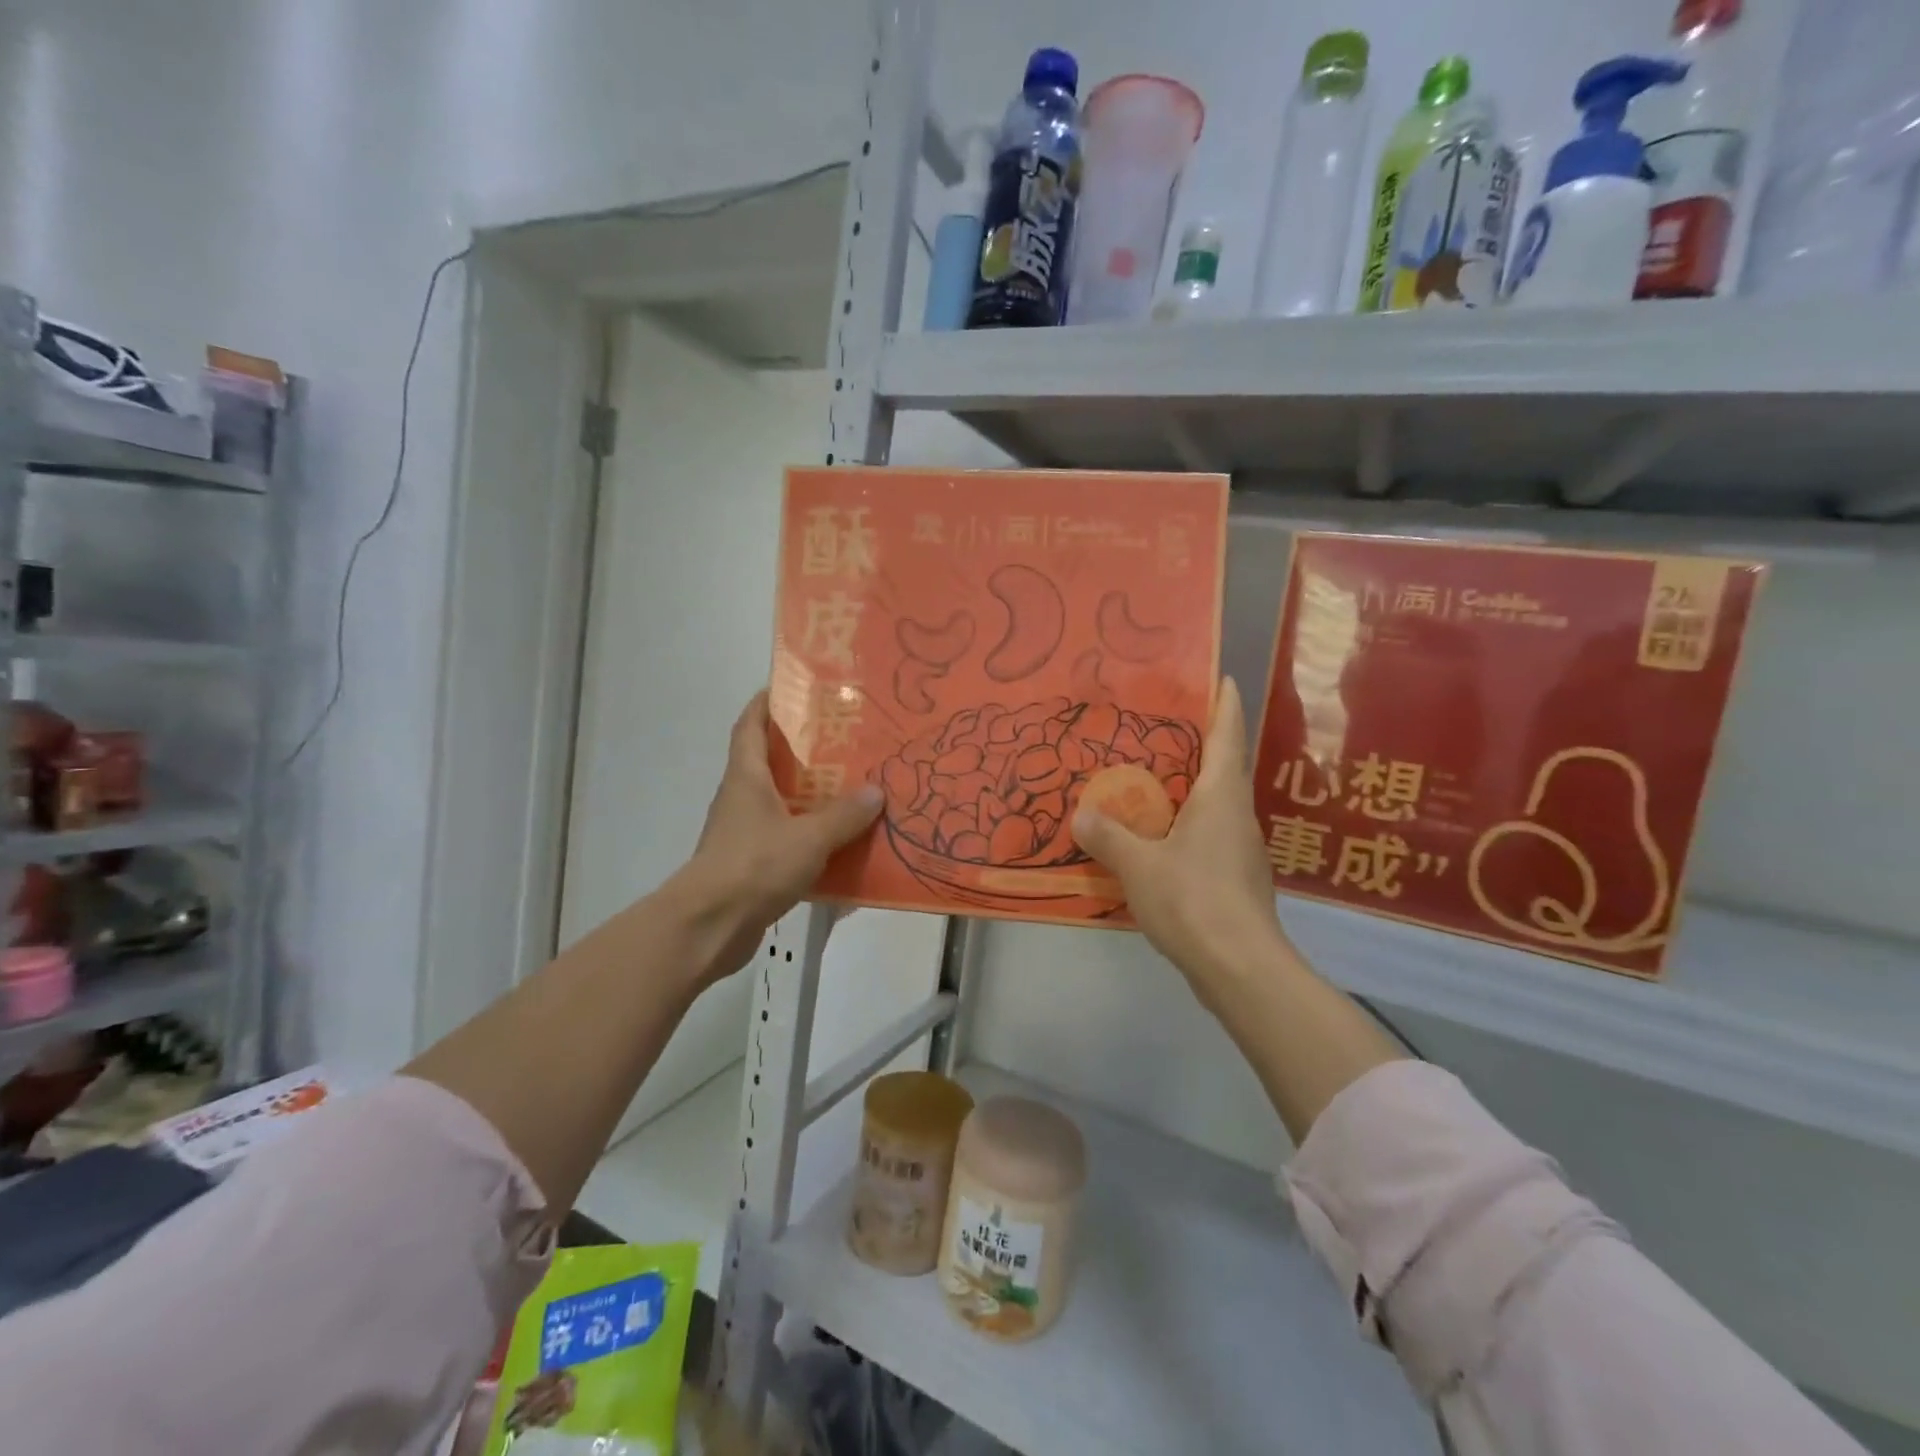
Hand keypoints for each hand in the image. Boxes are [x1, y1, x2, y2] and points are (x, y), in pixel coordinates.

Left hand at [668, 692, 881, 984]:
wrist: (710, 927)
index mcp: (746, 777)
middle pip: (769, 763)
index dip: (766, 703)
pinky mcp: (750, 866)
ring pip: (781, 804)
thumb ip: (845, 815)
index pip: (749, 725)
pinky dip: (810, 838)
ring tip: (852, 791)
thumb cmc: (754, 866)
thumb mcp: (809, 837)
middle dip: (803, 751)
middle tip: (845, 743)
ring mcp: (743, 833)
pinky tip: (841, 846)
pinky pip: (785, 841)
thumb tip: (876, 791)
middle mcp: (741, 799)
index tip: (794, 689)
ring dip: (810, 797)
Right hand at [1072, 678, 1296, 1015]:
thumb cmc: (1193, 899)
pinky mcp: (1238, 882)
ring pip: (1216, 808)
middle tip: (1160, 733)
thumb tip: (1081, 815)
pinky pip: (1209, 840)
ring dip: (1190, 793)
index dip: (1225, 705)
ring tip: (1151, 787)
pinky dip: (1186, 830)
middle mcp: (1238, 816)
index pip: (1227, 737)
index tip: (1223, 678)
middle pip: (1222, 770)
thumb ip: (1108, 837)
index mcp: (1221, 798)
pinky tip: (1159, 844)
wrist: (1240, 968)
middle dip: (1199, 748)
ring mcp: (1243, 852)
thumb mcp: (1138, 865)